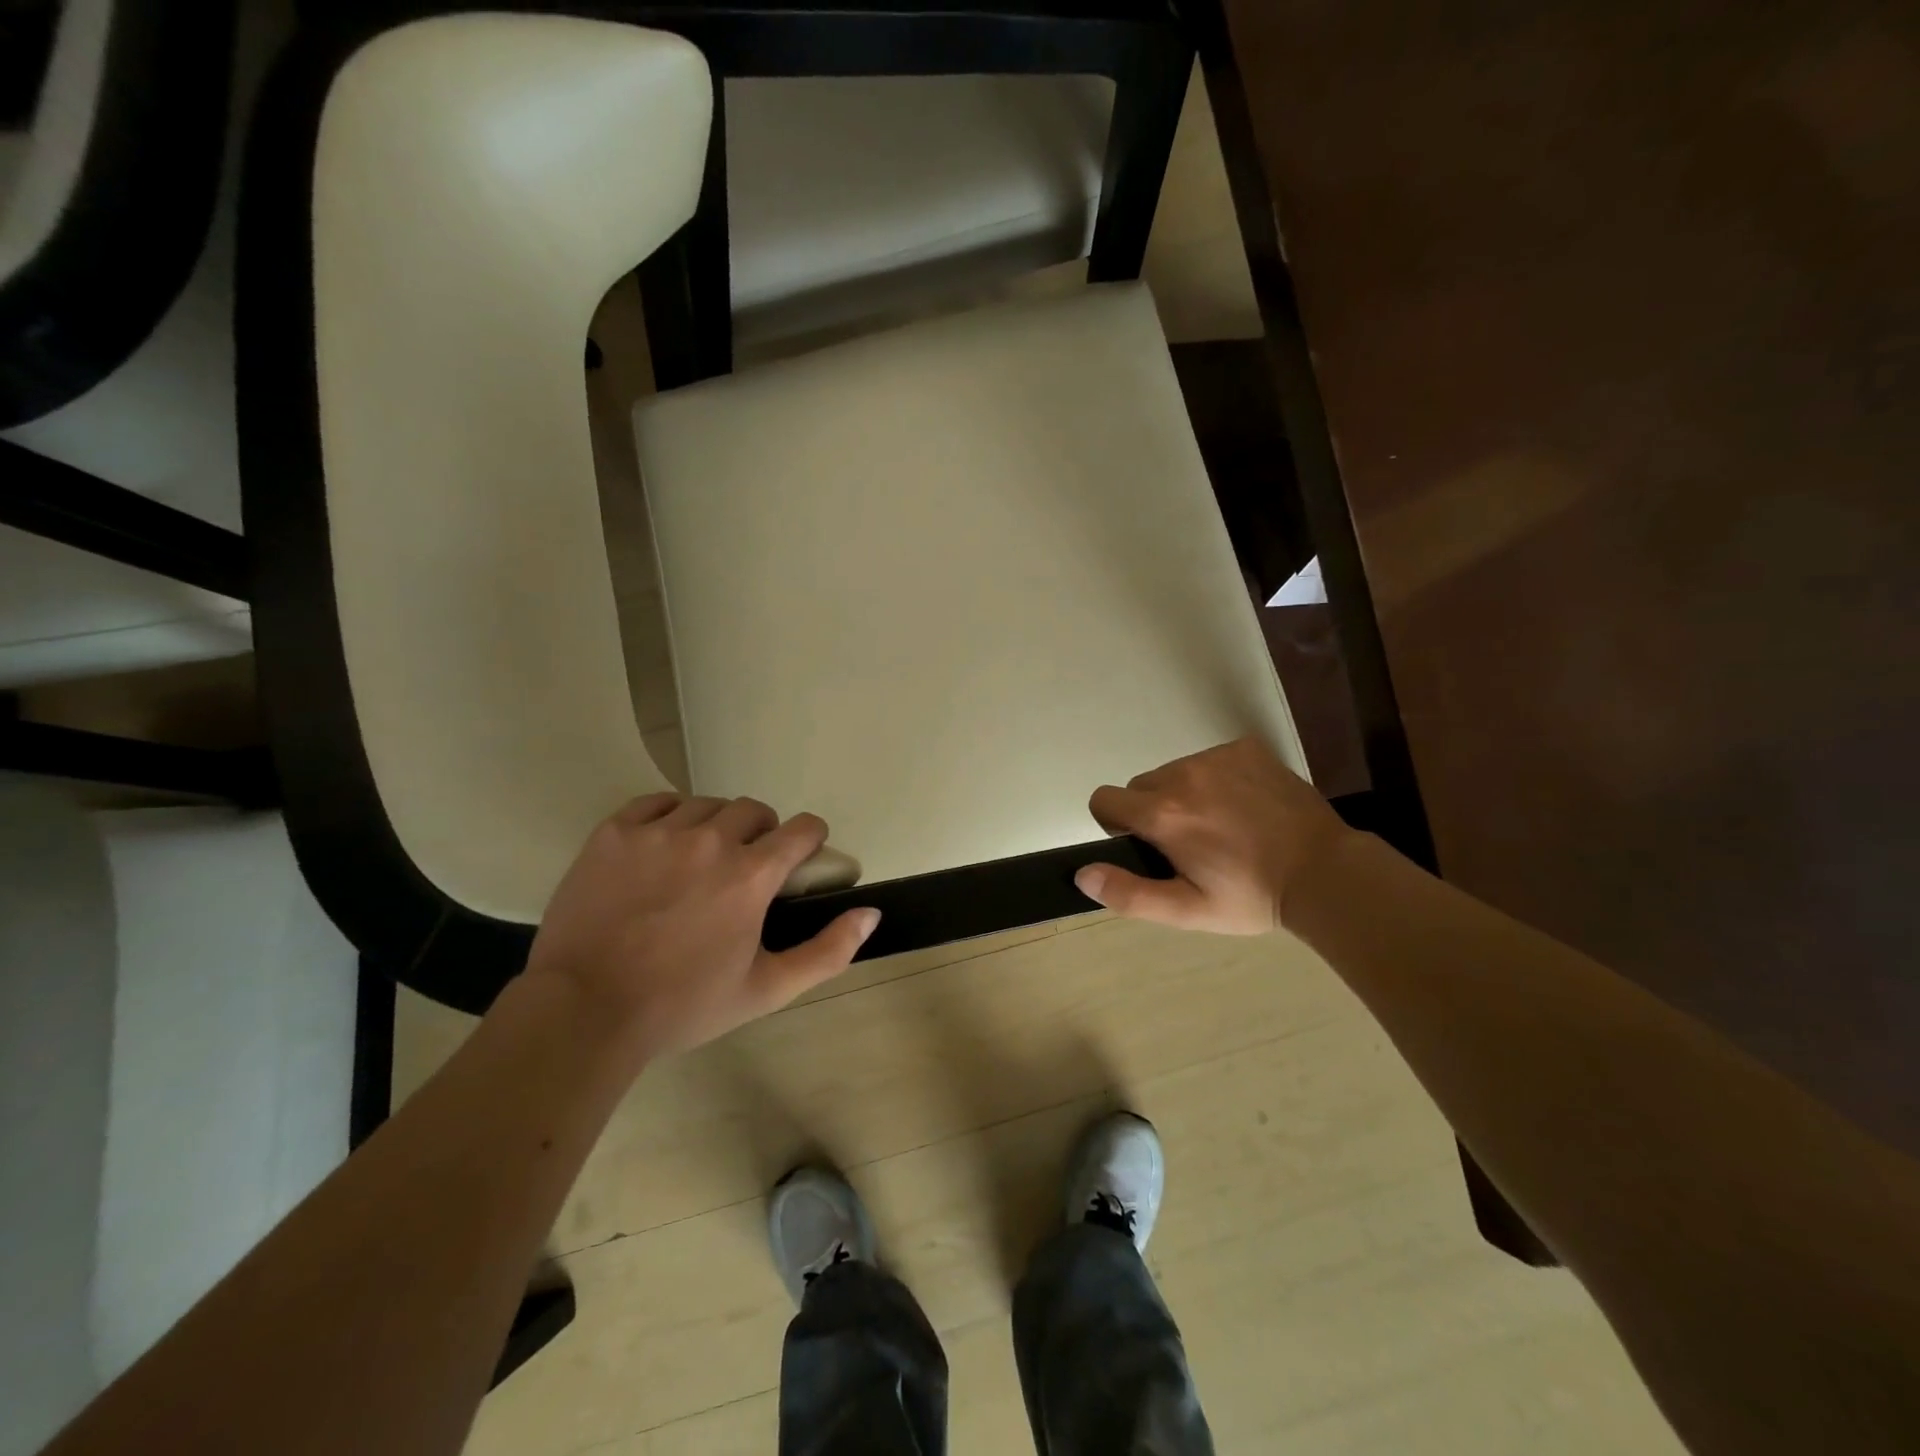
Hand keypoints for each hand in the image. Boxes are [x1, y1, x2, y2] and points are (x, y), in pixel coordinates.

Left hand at [525, 795, 879, 1061]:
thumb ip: (828, 951)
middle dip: (762, 833)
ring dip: (717, 824)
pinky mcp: (615, 832)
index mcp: (751, 875)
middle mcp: (711, 840)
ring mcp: (659, 831)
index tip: (801, 857)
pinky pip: (657, 801)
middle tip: (746, 867)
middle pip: (755, 810)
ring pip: (707, 804)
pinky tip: (665, 842)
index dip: (810, 840)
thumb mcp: (767, 990)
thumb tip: (871, 913)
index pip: (802, 829)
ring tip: (702, 857)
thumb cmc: (683, 1005)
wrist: (584, 1011)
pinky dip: (670, 814)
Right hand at [1075, 737, 1351, 933]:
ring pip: (1174, 772)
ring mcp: (1216, 757)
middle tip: (1190, 843)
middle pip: (1140, 786)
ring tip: (1223, 825)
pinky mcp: (1245, 748)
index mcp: (1163, 814)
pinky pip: (1209, 759)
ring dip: (1184, 794)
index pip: (1103, 800)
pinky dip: (1216, 779)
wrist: (1325, 872)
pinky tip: (1245, 805)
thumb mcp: (1187, 910)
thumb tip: (1082, 873)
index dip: (1115, 825)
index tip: (1147, 846)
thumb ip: (1129, 893)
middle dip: (1152, 811)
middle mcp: (1182, 774)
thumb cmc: (1251, 896)